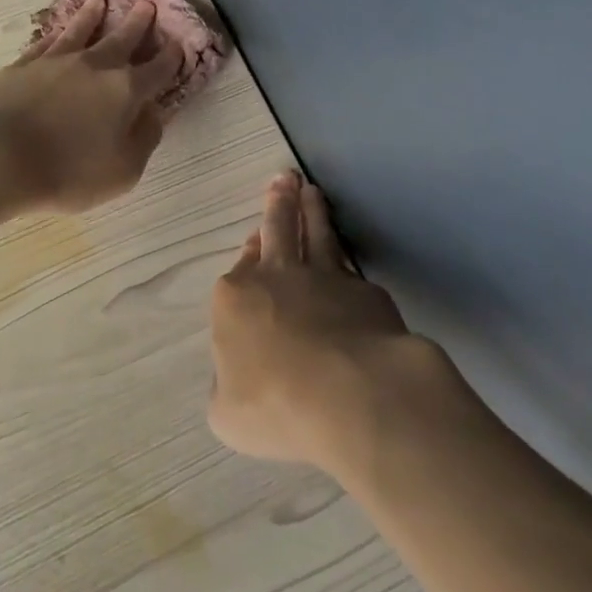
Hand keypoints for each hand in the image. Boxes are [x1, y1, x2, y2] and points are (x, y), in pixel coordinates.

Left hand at [0, 0, 181, 212]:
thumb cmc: (69, 172)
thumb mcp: (124, 171)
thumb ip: (144, 139)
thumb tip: (153, 113)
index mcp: (125, 91)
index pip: (157, 69)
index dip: (171, 58)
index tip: (179, 44)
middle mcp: (94, 66)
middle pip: (122, 39)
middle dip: (138, 23)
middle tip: (147, 4)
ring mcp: (56, 61)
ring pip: (80, 31)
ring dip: (93, 16)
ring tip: (99, 2)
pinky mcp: (23, 65)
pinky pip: (46, 43)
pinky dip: (56, 34)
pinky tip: (57, 32)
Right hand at [208, 172, 450, 473]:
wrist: (351, 394)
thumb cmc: (276, 405)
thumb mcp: (228, 413)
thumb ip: (227, 386)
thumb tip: (238, 376)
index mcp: (234, 297)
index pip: (239, 267)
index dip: (247, 252)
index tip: (252, 242)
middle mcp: (277, 276)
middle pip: (277, 229)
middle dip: (277, 202)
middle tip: (284, 178)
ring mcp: (324, 279)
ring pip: (315, 234)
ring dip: (311, 211)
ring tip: (310, 190)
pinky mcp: (364, 291)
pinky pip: (350, 268)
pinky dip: (345, 259)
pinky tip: (348, 260)